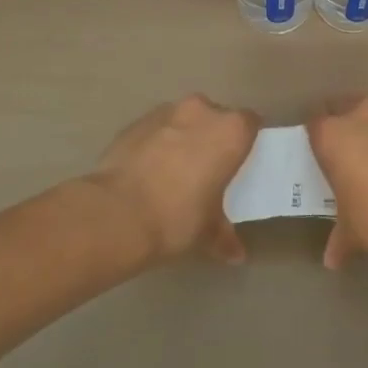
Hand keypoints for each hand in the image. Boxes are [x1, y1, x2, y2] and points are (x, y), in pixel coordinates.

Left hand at [89, 96, 258, 264]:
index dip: (246, 140)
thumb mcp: (208, 232)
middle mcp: (202, 111)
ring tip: (174, 169)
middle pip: (216, 116)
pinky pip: (155, 129)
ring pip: (183, 119)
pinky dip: (156, 143)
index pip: (251, 123)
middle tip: (208, 167)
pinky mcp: (135, 123)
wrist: (116, 213)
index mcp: (231, 131)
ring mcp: (165, 112)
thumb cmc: (178, 217)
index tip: (240, 161)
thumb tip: (236, 255)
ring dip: (183, 136)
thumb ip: (225, 236)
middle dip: (213, 136)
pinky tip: (147, 171)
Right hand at [306, 95, 367, 269]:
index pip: (315, 122)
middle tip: (350, 148)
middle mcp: (365, 117)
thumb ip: (340, 240)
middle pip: (348, 105)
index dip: (316, 135)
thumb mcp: (353, 233)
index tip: (319, 149)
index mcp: (334, 136)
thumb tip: (333, 260)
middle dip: (348, 122)